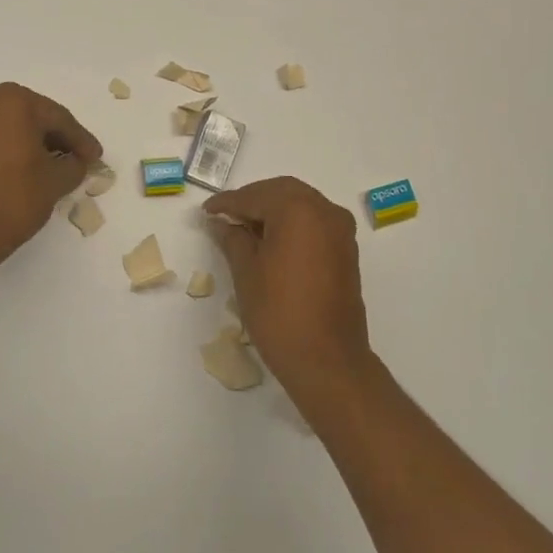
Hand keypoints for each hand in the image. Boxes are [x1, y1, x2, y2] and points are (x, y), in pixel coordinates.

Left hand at [0, 83, 102, 281]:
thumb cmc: (13, 199)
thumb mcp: (56, 182)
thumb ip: (74, 165)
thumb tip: (76, 161)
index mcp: (13, 101)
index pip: (58, 118)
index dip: (81, 140)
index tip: (96, 157)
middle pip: (32, 118)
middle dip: (56, 138)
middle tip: (78, 159)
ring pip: (9, 128)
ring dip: (32, 144)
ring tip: (53, 167)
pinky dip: (9, 150)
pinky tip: (24, 170)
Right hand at [204, 177, 373, 397]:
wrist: (327, 360)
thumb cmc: (279, 312)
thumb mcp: (246, 272)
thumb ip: (232, 239)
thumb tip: (221, 223)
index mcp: (299, 210)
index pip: (256, 196)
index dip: (227, 203)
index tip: (206, 211)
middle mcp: (325, 211)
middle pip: (282, 192)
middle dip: (252, 201)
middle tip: (225, 217)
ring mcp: (341, 231)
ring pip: (301, 206)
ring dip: (273, 211)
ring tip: (244, 230)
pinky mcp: (346, 251)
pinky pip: (314, 223)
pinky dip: (291, 224)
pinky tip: (270, 242)